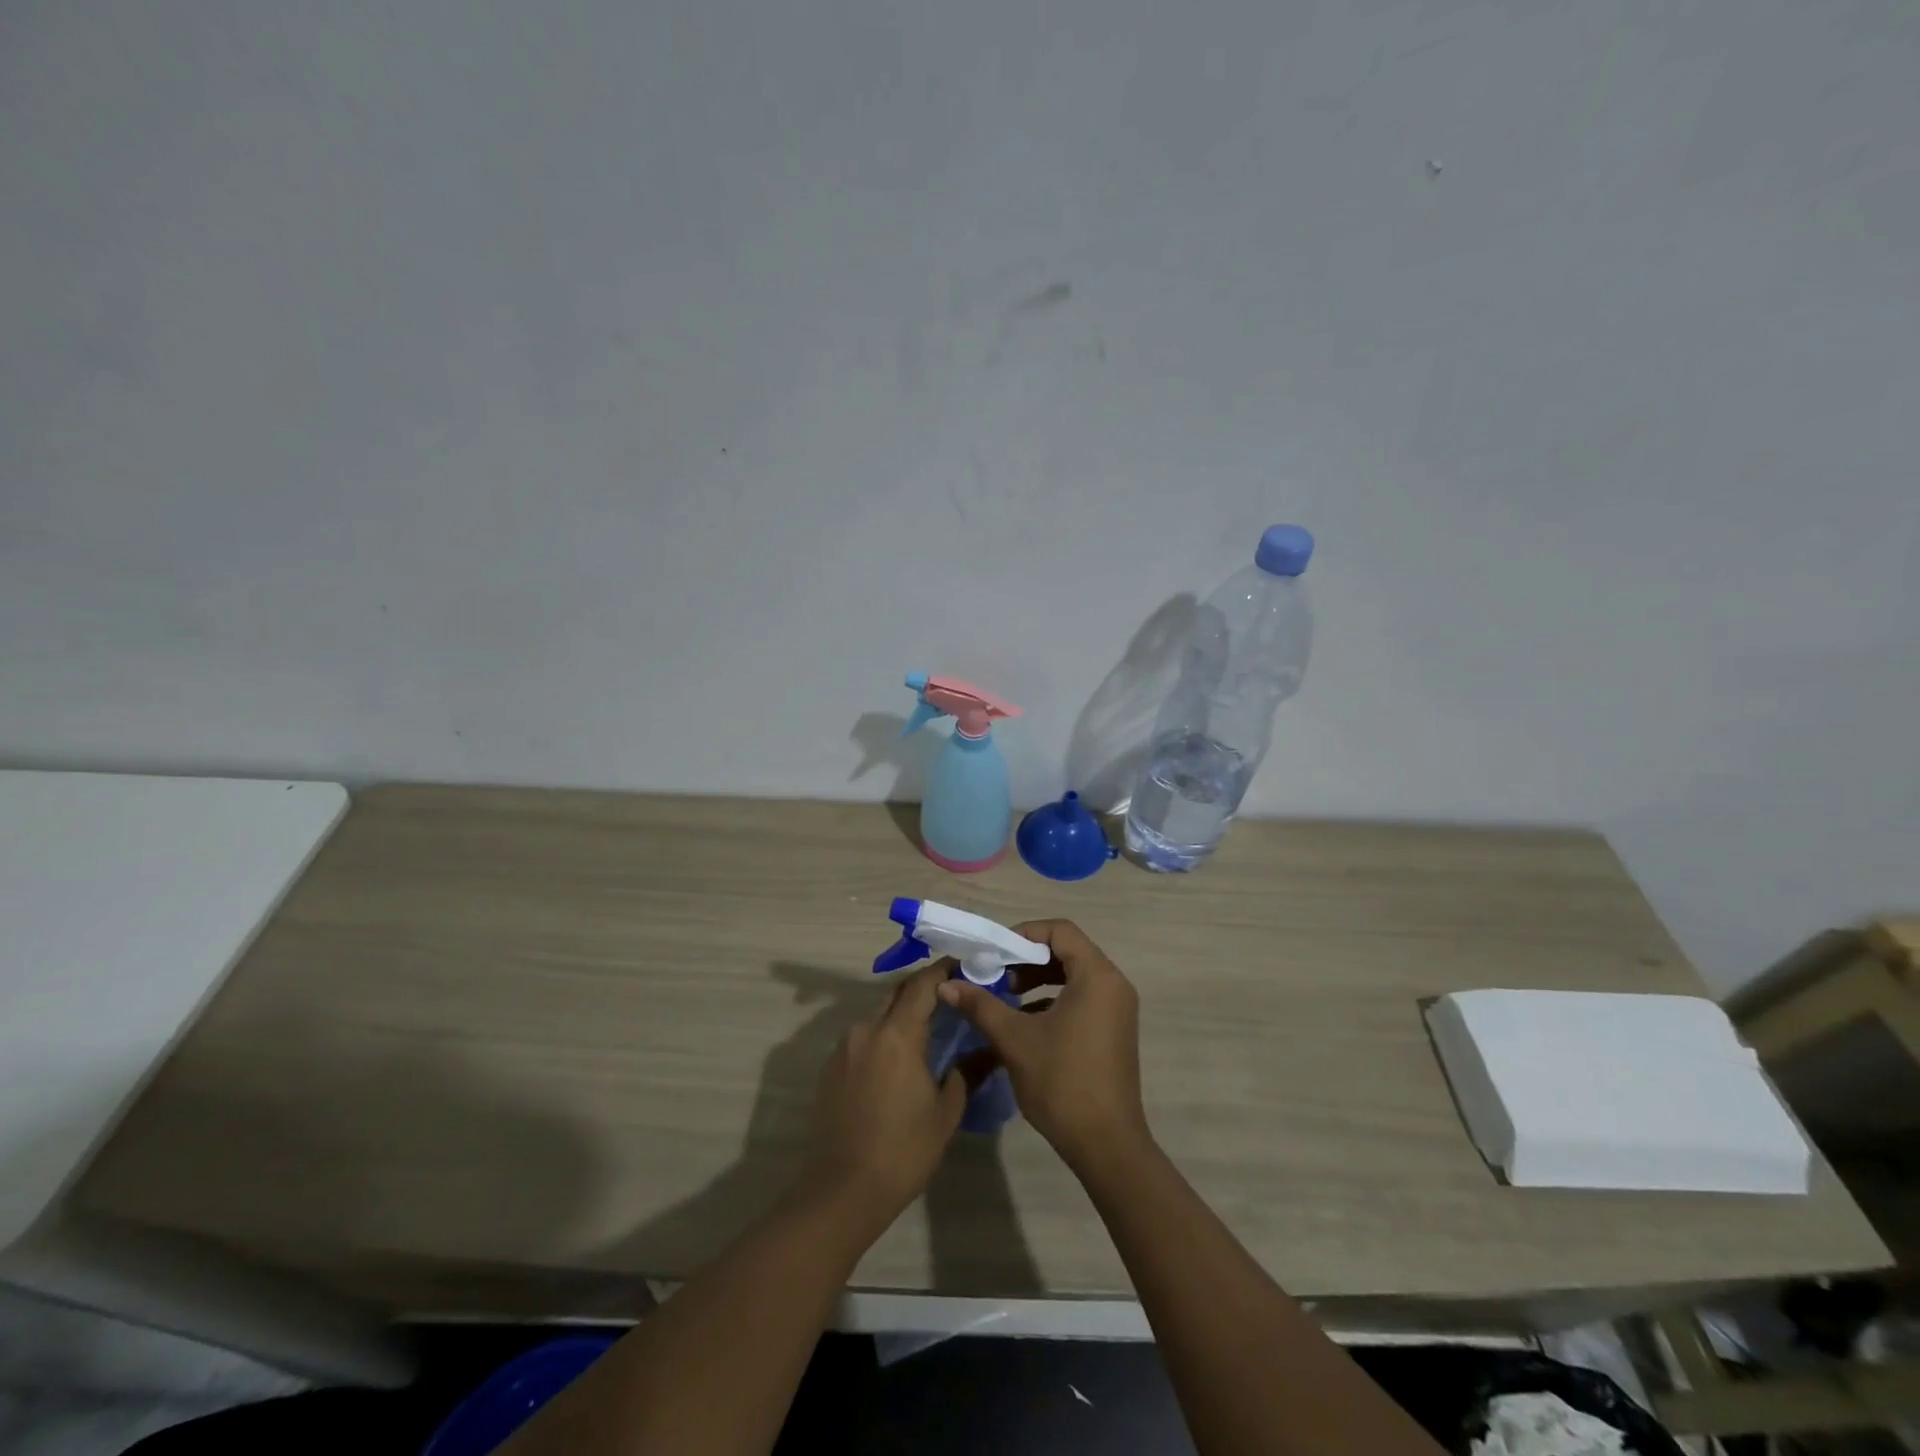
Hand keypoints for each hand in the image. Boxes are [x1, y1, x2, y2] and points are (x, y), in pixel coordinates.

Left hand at [803, 964, 966, 1229]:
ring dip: (902, 1013)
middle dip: (924, 989)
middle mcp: (866, 1029)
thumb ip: (967, 1071)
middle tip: (951, 997)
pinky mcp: (830, 1067)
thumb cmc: (903, 1150)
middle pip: (897, 993)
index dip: (943, 970)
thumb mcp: (946, 1111)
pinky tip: (898, 1059)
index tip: (965, 966)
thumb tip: (990, 1050)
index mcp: (897, 1034)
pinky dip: (883, 1036)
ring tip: (928, 1028)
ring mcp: (844, 1047)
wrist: (843, 1190)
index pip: (922, 984)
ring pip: (878, 1014)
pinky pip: (863, 1037)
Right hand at [938, 919, 1150, 1173]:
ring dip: (1038, 979)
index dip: (1024, 933)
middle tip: (995, 975)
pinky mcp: (1114, 1029)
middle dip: (1027, 958)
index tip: (995, 953)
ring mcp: (1117, 1008)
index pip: (1060, 930)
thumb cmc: (1062, 1082)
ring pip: (1074, 975)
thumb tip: (946, 984)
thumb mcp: (1015, 1039)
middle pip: (1068, 950)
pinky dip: (1053, 999)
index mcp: (1097, 976)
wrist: (1106, 1145)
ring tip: (1005, 997)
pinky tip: (1025, 1022)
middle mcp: (1114, 984)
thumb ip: (981, 1005)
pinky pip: (1082, 997)